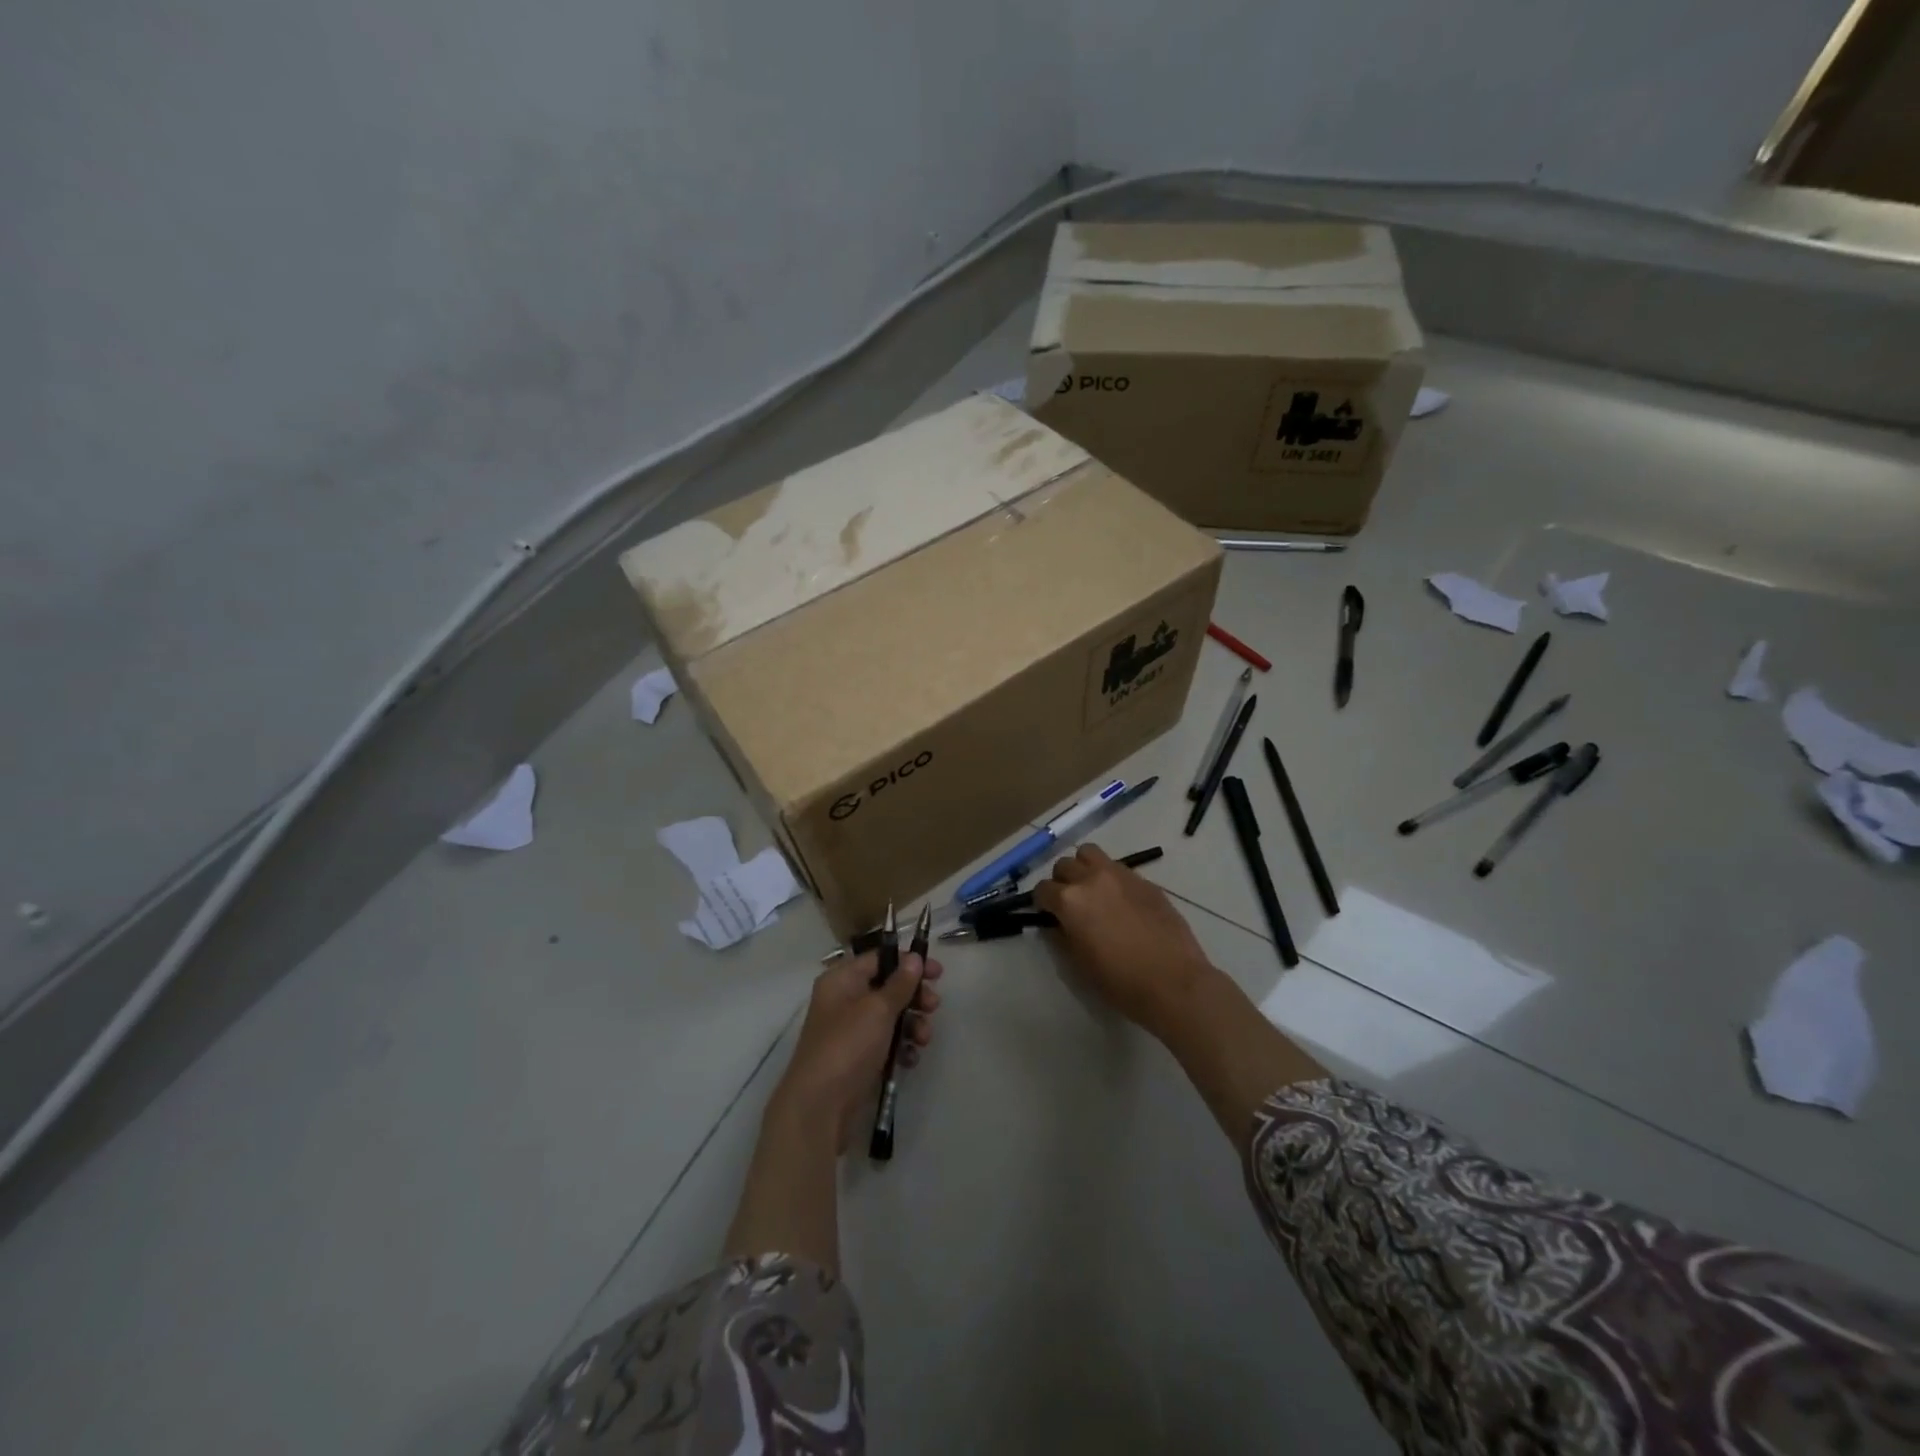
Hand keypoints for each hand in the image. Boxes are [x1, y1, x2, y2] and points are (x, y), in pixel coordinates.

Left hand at [771, 949, 943, 1151]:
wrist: (820, 1107)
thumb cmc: (848, 1046)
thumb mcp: (878, 1009)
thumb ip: (900, 983)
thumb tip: (914, 958)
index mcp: (841, 980)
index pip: (879, 959)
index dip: (908, 962)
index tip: (937, 973)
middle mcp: (844, 1001)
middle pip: (887, 988)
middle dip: (913, 997)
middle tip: (933, 1006)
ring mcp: (850, 1031)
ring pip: (890, 1017)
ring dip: (912, 1024)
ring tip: (922, 1039)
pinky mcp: (858, 1058)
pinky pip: (886, 1043)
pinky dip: (900, 1047)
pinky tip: (910, 1059)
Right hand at [1034, 844, 1213, 1032]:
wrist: (1174, 982)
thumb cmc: (1121, 981)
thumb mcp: (1079, 964)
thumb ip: (1063, 936)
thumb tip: (1059, 923)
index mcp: (1070, 900)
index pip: (1042, 889)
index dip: (1042, 903)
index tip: (1049, 915)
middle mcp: (1091, 878)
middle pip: (1064, 865)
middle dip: (1062, 882)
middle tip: (1070, 904)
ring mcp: (1121, 875)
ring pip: (1090, 853)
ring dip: (1084, 868)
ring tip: (1093, 891)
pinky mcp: (1145, 880)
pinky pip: (1118, 868)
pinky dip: (1111, 878)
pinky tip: (1122, 902)